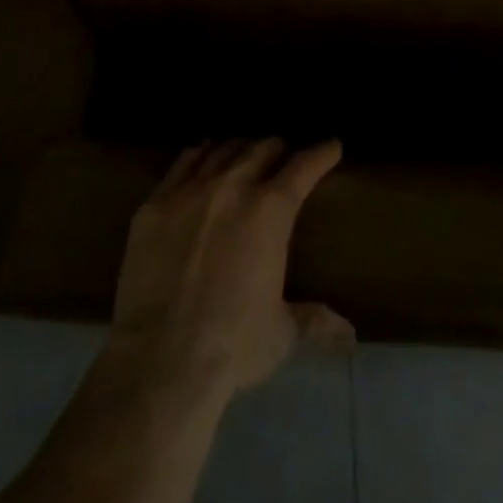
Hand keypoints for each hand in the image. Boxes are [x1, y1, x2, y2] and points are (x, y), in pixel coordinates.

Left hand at [104, 139, 352, 405]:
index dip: (321, 153)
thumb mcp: (282, 333)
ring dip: (239, 148)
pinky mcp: (154, 204)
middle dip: (277, 148)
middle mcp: (231, 187)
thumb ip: (314, 321)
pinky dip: (199, 155)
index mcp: (270, 211)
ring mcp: (189, 191)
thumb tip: (348, 334)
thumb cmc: (233, 344)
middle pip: (260, 150)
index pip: (303, 168)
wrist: (162, 357)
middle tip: (284, 153)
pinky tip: (202, 156)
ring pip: (221, 151)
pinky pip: (182, 164)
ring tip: (245, 150)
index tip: (332, 145)